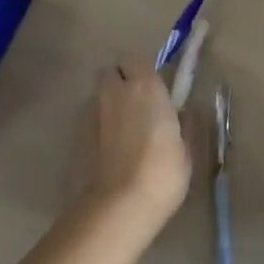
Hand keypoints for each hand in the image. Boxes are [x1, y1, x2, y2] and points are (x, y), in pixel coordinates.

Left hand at [86, 56, 190, 229]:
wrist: (121, 204)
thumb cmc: (163, 171)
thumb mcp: (186, 148)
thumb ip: (183, 124)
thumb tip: (182, 113)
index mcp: (146, 87)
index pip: (136, 59)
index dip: (142, 71)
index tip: (154, 88)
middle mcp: (116, 91)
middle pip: (110, 71)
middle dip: (120, 80)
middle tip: (136, 103)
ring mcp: (94, 112)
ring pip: (98, 94)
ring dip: (108, 102)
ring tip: (123, 128)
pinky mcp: (78, 134)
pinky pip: (91, 118)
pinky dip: (99, 124)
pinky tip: (111, 147)